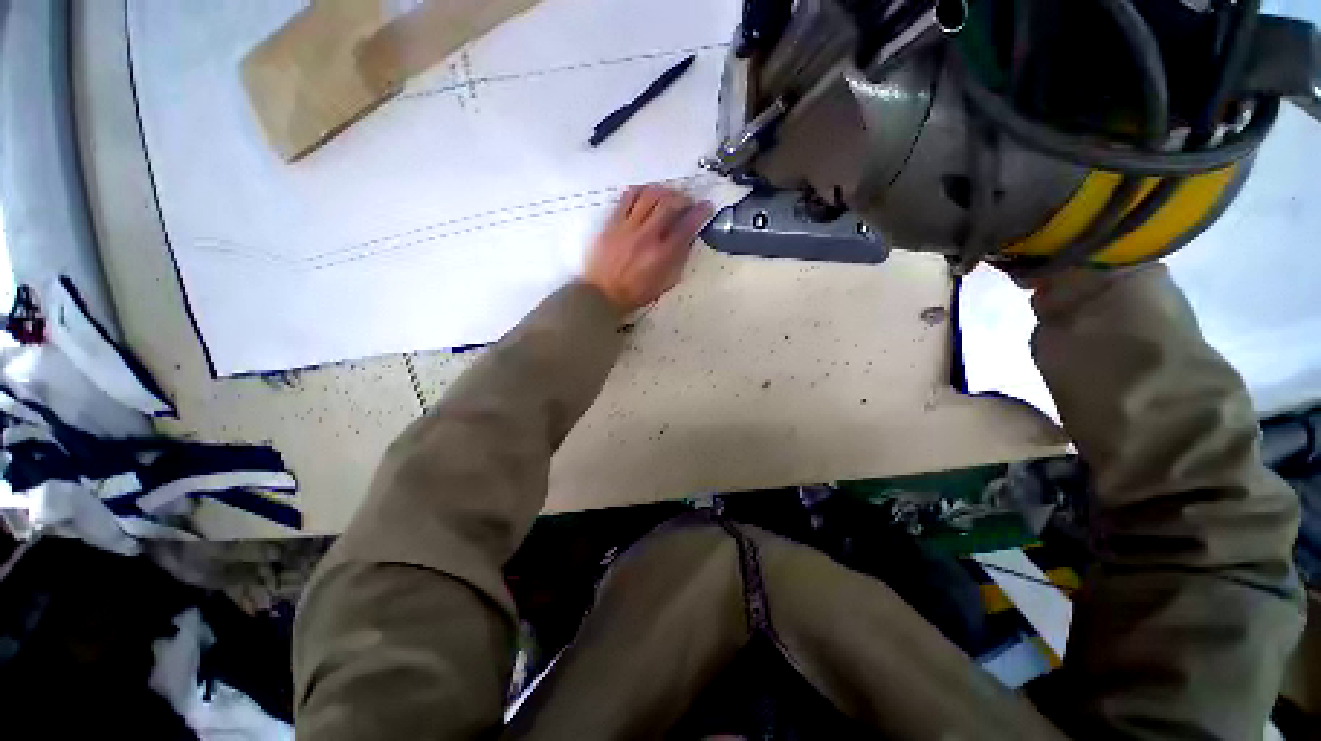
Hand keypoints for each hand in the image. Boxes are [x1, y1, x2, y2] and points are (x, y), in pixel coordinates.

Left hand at [584, 184, 712, 311]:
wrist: (603, 294)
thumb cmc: (636, 292)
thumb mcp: (666, 282)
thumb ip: (679, 259)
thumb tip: (689, 238)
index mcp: (663, 255)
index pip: (687, 226)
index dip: (700, 212)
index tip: (706, 206)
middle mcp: (647, 237)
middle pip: (669, 204)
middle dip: (684, 198)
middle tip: (687, 201)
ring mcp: (628, 227)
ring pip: (649, 195)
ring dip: (664, 191)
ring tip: (669, 195)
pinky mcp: (613, 222)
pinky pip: (628, 196)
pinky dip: (641, 190)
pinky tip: (647, 194)